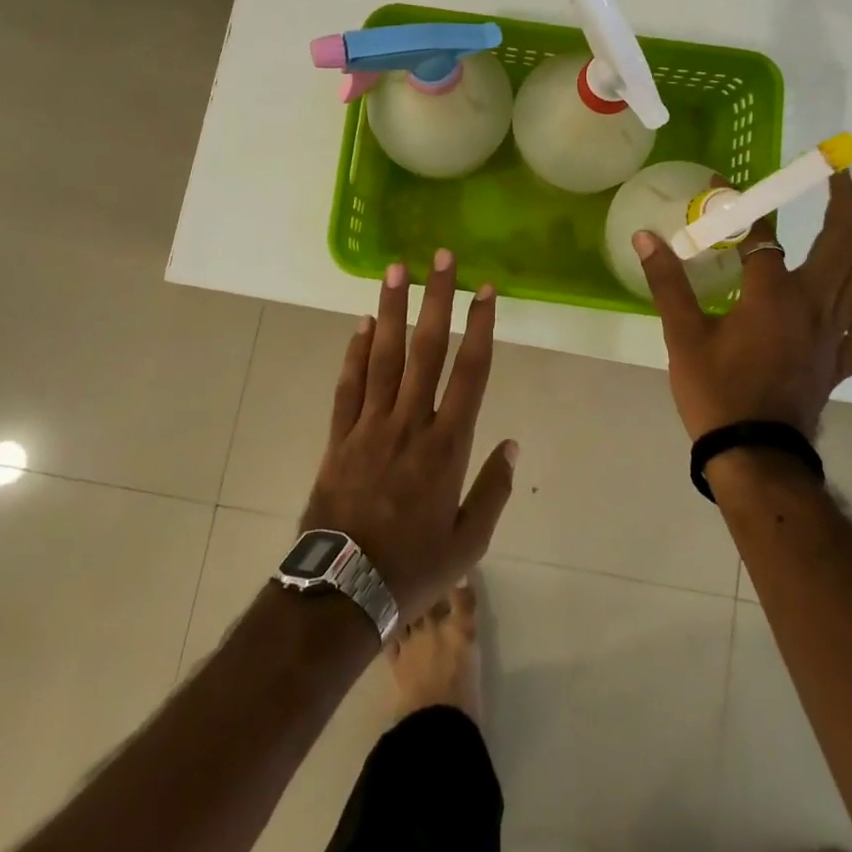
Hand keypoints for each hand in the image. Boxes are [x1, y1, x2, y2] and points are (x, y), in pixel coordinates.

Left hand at [302, 251, 517, 618]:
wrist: (343, 593)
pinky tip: (360, 323)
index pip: (469, 372)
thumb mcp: (469, 542)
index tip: (486, 290)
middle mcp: (409, 422)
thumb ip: (493, 490)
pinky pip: (348, 386)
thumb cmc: (414, 567)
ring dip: (391, 310)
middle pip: (426, 349)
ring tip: (396, 269)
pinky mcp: (339, 436)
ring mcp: (370, 426)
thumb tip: (513, 444)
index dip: (480, 327)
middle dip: (436, 299)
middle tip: (440, 258)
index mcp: (447, 445)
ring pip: (382, 356)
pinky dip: (354, 353)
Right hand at [633, 171, 851, 441]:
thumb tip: (646, 237)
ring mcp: (834, 335)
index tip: (722, 184)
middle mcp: (814, 306)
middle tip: (839, 175)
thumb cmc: (717, 392)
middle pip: (843, 243)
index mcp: (775, 295)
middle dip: (844, 203)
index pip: (762, 235)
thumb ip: (667, 282)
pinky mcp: (839, 362)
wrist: (756, 456)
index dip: (742, 206)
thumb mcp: (683, 335)